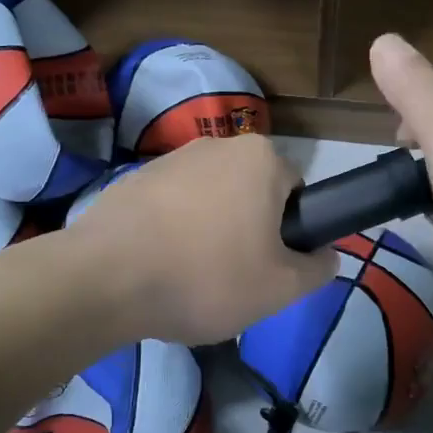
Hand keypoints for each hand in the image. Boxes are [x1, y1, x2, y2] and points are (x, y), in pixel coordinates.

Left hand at [70, 133, 335, 345]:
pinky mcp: (132, 179)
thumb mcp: (281, 288)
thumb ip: (317, 269)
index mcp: (260, 158)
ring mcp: (169, 158)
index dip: (290, 232)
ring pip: (209, 198)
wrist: (106, 279)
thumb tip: (326, 256)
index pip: (296, 191)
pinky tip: (158, 265)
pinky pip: (170, 205)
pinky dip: (172, 230)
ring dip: (209, 229)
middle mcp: (217, 145)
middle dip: (249, 228)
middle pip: (251, 191)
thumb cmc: (207, 277)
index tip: (270, 265)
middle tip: (235, 276)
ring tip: (191, 275)